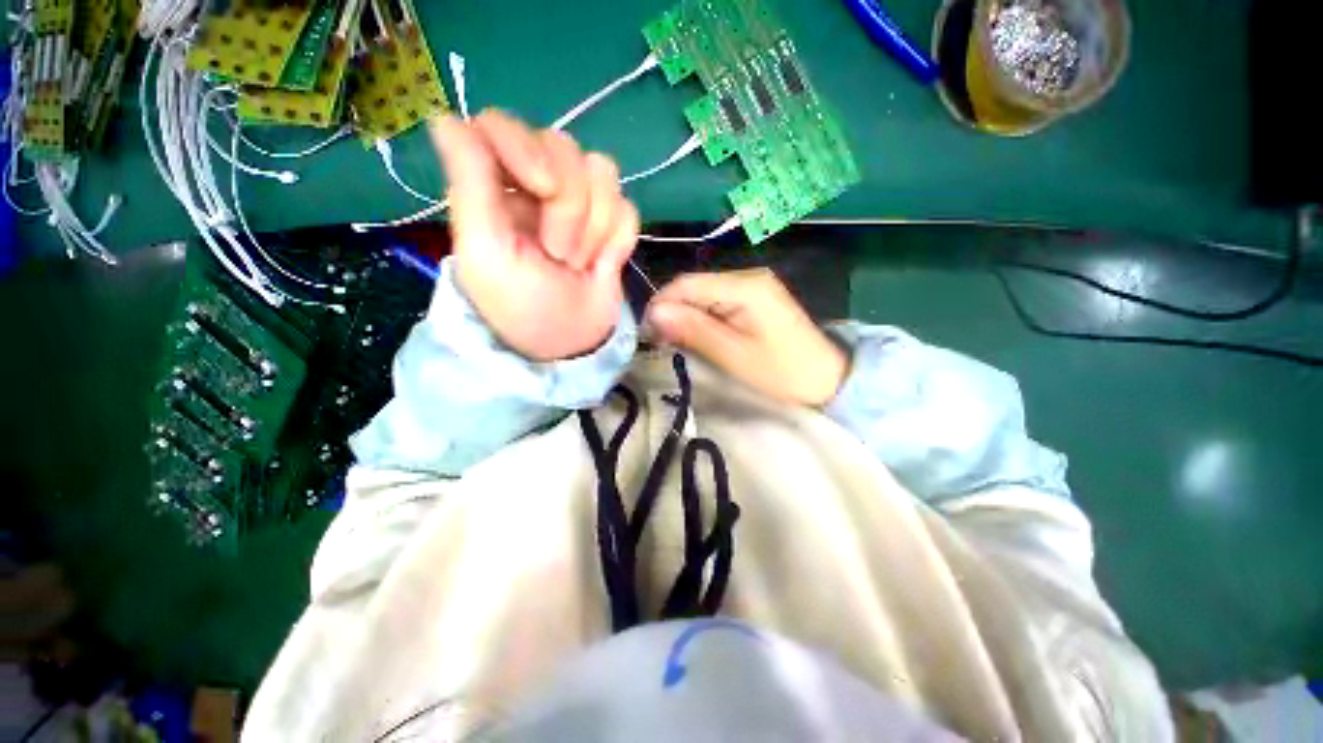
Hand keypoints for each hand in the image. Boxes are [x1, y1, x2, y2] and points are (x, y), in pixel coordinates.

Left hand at [428, 110, 639, 360]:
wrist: (571, 343)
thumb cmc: (521, 305)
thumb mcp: (485, 252)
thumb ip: (469, 183)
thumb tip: (444, 117)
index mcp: (495, 186)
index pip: (505, 125)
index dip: (528, 149)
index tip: (542, 187)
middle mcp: (536, 184)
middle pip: (565, 148)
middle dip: (568, 208)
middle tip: (557, 253)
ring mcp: (580, 202)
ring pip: (602, 173)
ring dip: (594, 227)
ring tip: (578, 263)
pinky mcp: (611, 224)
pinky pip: (627, 207)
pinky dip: (618, 239)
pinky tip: (603, 264)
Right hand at [645, 269, 848, 406]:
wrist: (827, 379)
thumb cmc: (781, 372)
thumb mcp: (733, 354)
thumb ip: (694, 330)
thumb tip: (654, 313)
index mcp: (745, 286)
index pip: (688, 284)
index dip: (662, 305)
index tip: (647, 333)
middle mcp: (748, 276)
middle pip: (695, 287)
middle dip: (673, 311)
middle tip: (659, 342)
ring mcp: (753, 285)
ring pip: (703, 294)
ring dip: (686, 316)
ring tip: (674, 342)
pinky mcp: (755, 298)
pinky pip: (717, 301)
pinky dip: (702, 318)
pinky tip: (696, 335)